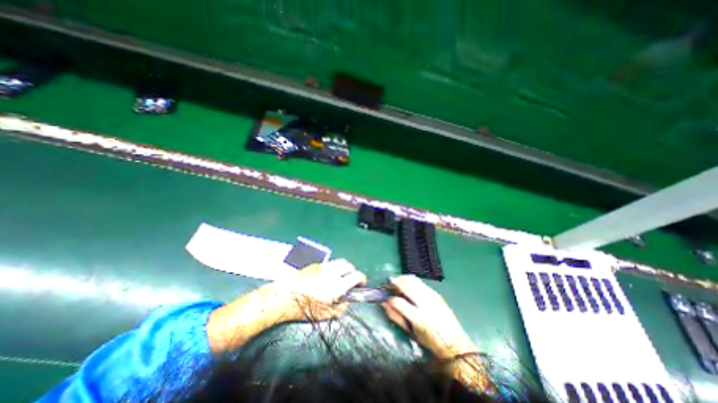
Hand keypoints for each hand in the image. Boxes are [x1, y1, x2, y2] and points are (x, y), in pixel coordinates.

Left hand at [264, 259, 366, 324]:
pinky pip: (330, 263)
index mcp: (337, 285)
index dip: (362, 279)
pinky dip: (333, 268)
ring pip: (339, 262)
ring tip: (340, 276)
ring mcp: (324, 266)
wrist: (285, 295)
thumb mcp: (326, 315)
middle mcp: (332, 272)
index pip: (356, 276)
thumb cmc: (305, 308)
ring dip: (343, 268)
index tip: (361, 284)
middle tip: (350, 279)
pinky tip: (327, 276)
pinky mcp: (316, 264)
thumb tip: (347, 301)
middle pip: (349, 266)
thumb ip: (341, 308)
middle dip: (352, 272)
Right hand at [381, 274, 475, 358]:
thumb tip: (384, 303)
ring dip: (402, 279)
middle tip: (389, 284)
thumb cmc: (430, 341)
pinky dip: (411, 281)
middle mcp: (426, 303)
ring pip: (413, 279)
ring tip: (397, 283)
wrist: (455, 342)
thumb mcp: (411, 332)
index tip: (385, 298)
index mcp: (419, 318)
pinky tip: (408, 286)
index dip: (389, 299)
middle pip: (406, 285)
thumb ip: (396, 316)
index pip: (398, 302)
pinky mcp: (436, 293)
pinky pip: (420, 282)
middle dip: (395, 282)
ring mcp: (432, 296)